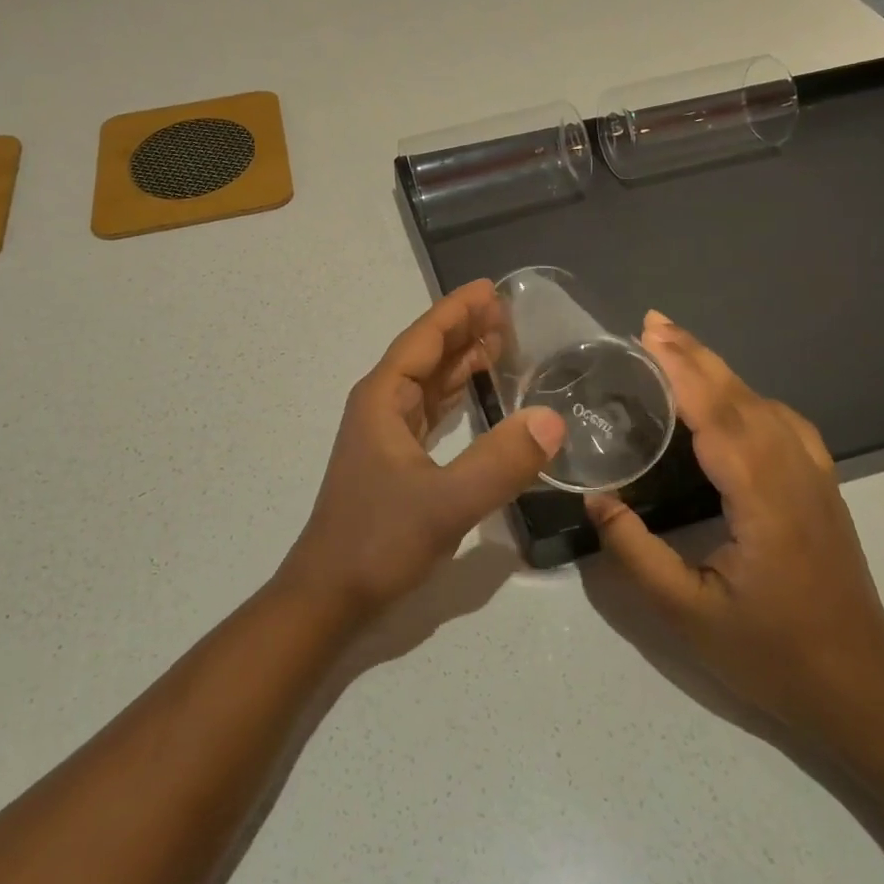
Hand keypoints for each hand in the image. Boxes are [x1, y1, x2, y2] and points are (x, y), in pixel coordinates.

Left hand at [277, 280, 566, 624]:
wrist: (330, 595)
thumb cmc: (378, 541)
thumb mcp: (445, 503)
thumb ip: (500, 463)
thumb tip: (553, 420)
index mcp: (383, 398)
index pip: (424, 339)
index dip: (456, 311)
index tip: (491, 289)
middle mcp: (382, 406)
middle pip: (426, 354)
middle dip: (464, 329)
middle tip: (509, 311)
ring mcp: (386, 433)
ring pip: (428, 382)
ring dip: (461, 360)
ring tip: (502, 342)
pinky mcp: (395, 460)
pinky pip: (430, 411)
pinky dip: (456, 395)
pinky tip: (477, 394)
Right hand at [585, 312, 883, 734]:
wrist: (862, 691)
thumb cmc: (772, 655)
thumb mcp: (687, 614)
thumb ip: (636, 553)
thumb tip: (596, 499)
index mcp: (764, 500)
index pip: (719, 417)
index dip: (682, 371)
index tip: (647, 336)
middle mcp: (794, 475)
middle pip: (743, 398)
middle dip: (695, 355)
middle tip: (651, 323)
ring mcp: (815, 479)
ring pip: (766, 404)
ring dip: (720, 369)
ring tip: (677, 348)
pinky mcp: (821, 489)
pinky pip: (784, 423)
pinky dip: (749, 395)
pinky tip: (731, 399)